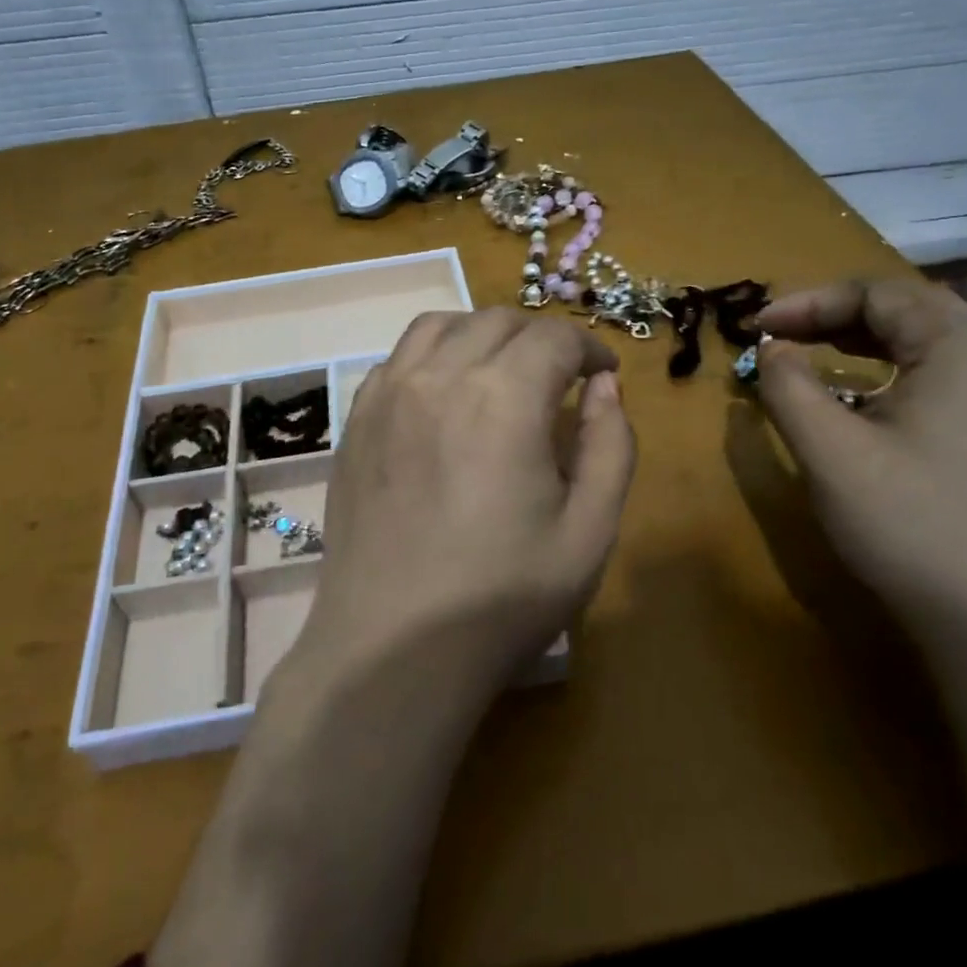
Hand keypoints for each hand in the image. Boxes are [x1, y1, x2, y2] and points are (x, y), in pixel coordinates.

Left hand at [149, 310, 634, 966]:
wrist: (393, 646)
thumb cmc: (501, 597)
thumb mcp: (590, 531)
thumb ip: (611, 446)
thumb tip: (605, 389)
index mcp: (504, 397)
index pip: (554, 338)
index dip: (589, 348)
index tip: (603, 375)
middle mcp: (440, 376)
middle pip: (498, 321)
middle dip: (540, 338)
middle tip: (560, 378)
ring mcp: (388, 394)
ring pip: (441, 325)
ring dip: (482, 334)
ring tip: (501, 372)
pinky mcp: (356, 420)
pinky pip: (397, 358)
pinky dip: (432, 356)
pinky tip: (444, 395)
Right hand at [746, 278, 966, 633]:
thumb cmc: (908, 522)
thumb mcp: (829, 450)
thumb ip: (788, 387)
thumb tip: (773, 349)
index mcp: (958, 350)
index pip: (877, 293)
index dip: (808, 301)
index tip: (756, 327)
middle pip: (909, 309)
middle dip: (836, 313)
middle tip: (783, 333)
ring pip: (929, 344)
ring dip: (864, 339)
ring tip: (814, 353)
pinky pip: (943, 378)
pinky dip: (891, 371)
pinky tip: (865, 401)